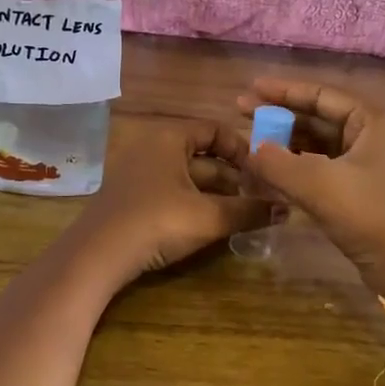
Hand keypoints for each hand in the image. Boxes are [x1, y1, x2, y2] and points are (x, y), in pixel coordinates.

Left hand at [71, 119, 272, 282]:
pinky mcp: (132, 197)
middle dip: (233, 177)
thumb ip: (249, 211)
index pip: (215, 131)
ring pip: (188, 176)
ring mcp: (139, 172)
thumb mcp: (208, 217)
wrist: (97, 255)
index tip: (263, 173)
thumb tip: (287, 209)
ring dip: (216, 193)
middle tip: (260, 198)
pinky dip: (195, 203)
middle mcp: (153, 147)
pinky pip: (172, 191)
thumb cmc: (157, 222)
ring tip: (244, 214)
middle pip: (203, 155)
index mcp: (170, 138)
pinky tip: (212, 224)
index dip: (243, 149)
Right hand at [235, 79, 384, 310]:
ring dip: (286, 142)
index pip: (321, 94)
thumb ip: (277, 162)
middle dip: (280, 115)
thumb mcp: (318, 184)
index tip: (250, 89)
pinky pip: (323, 165)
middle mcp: (375, 134)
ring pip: (319, 143)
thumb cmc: (369, 215)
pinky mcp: (362, 187)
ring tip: (251, 141)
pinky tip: (270, 169)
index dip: (283, 91)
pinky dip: (297, 165)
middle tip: (242, 112)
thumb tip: (249, 150)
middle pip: (319, 116)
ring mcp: (370, 162)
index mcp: (374, 120)